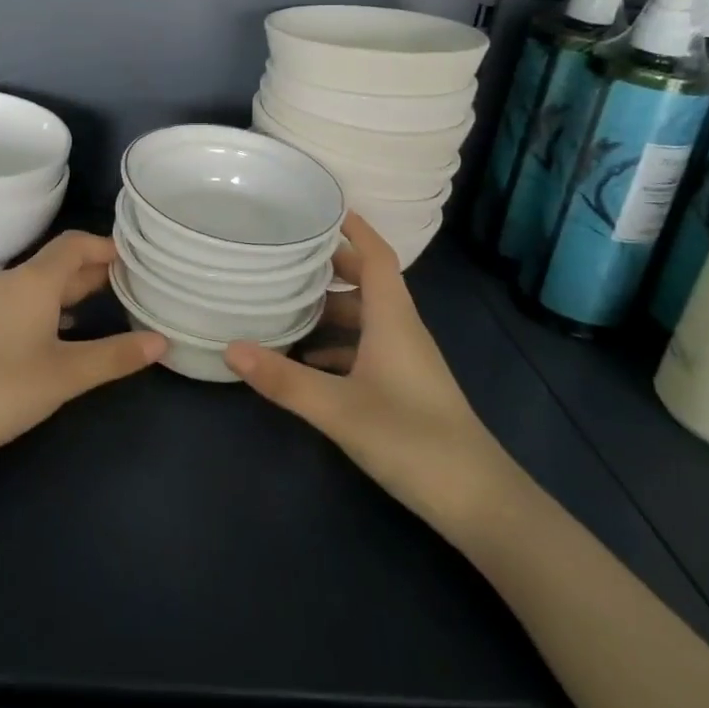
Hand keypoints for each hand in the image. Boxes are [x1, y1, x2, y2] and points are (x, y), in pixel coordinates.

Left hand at [0, 232, 163, 504]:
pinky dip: (55, 305)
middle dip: (98, 268)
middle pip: (62, 261)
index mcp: (34, 280)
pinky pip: (29, 300)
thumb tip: (162, 341)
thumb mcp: (65, 375)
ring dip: (77, 288)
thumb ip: (114, 356)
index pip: (76, 243)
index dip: (108, 246)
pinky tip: (69, 329)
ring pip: (44, 282)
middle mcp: (14, 280)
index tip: (140, 259)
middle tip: (136, 283)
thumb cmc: (1, 388)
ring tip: (112, 303)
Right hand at [223, 213, 522, 533]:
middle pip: (366, 280)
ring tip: (284, 300)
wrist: (478, 502)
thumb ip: (284, 379)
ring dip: (329, 305)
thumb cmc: (411, 439)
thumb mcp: (339, 409)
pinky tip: (306, 359)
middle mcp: (400, 329)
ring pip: (364, 316)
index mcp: (393, 318)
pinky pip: (365, 347)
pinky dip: (336, 343)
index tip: (320, 205)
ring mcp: (404, 359)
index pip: (375, 255)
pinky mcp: (403, 385)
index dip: (353, 226)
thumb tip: (230, 347)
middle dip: (329, 263)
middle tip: (284, 252)